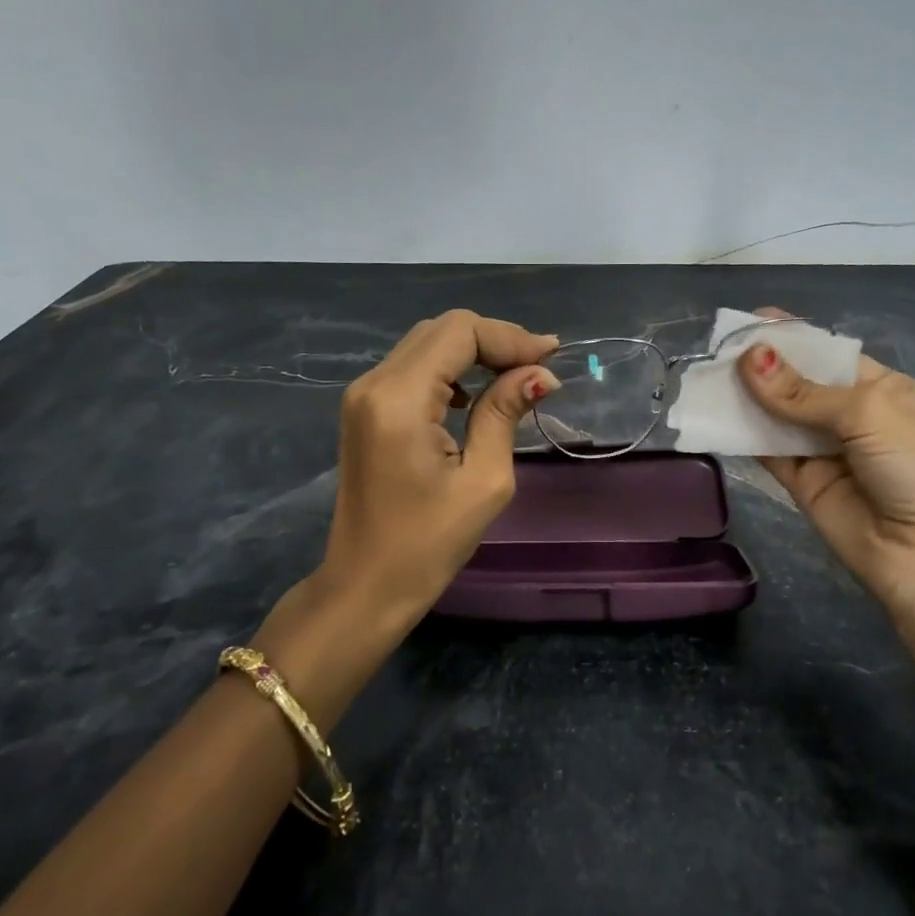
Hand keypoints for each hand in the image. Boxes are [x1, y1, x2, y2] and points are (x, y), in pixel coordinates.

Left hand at [316, 309, 560, 630]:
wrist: (365, 585)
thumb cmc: (428, 544)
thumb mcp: (483, 481)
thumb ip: (505, 414)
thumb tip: (540, 374)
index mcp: (400, 398)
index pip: (459, 332)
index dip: (509, 337)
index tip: (550, 357)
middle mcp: (374, 383)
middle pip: (442, 329)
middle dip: (494, 340)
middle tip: (537, 368)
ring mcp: (364, 395)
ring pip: (427, 343)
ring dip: (474, 352)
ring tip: (516, 377)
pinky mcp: (365, 409)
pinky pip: (413, 367)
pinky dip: (451, 369)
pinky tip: (476, 396)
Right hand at [738, 307, 914, 608]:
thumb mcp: (868, 413)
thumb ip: (802, 392)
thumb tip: (749, 358)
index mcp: (883, 390)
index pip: (828, 354)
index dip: (792, 337)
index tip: (751, 319)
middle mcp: (852, 417)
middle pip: (797, 384)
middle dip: (762, 366)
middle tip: (718, 350)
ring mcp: (825, 451)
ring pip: (777, 416)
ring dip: (746, 398)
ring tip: (707, 377)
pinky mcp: (802, 483)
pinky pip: (768, 452)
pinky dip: (742, 435)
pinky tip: (715, 416)